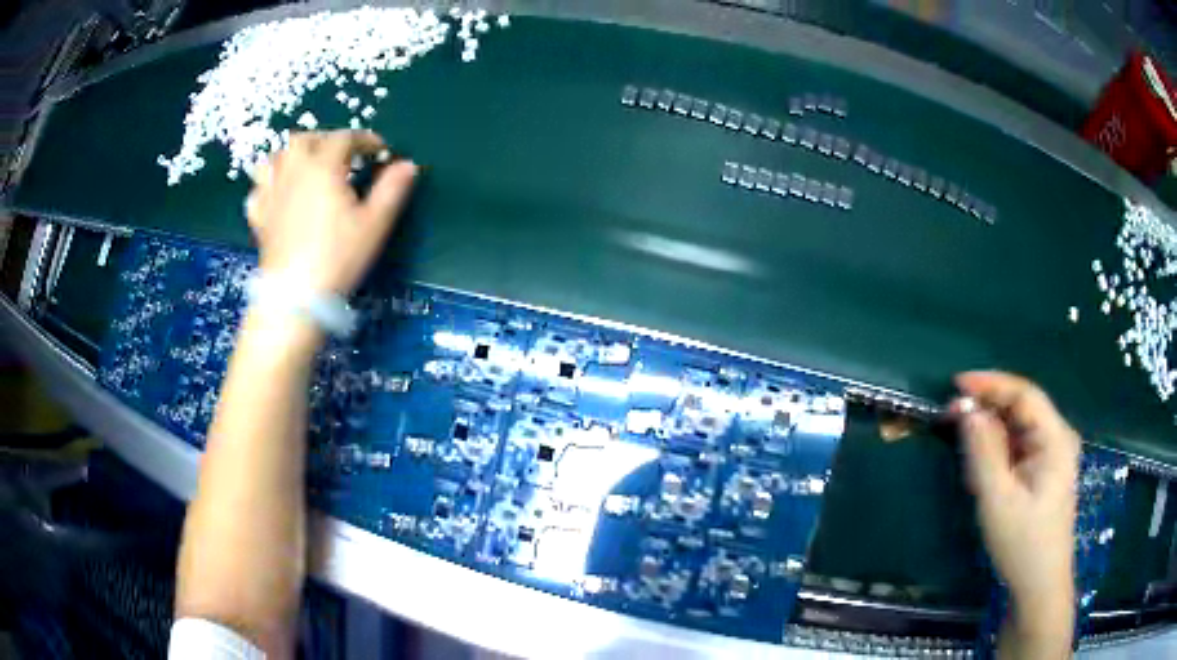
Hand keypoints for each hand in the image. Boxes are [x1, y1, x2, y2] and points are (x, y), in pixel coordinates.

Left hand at [245, 130, 417, 296]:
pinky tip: (278, 195)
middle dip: (325, 139)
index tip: (380, 150)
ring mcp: (271, 194)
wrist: (295, 295)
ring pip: (275, 158)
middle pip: (304, 139)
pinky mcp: (259, 217)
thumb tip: (407, 165)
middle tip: (341, 154)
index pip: (345, 138)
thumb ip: (392, 189)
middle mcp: (294, 172)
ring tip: (305, 167)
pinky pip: (258, 191)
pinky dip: (268, 186)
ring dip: (291, 156)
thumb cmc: (338, 257)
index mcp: (323, 167)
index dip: (365, 140)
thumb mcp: (374, 224)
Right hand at [952, 372, 1078, 640]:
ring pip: (1018, 427)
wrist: (1039, 585)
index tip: (955, 384)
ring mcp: (1053, 454)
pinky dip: (998, 449)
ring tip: (963, 445)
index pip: (1024, 394)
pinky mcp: (1044, 471)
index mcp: (1056, 438)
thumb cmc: (1022, 543)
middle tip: (951, 415)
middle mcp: (1058, 437)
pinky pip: (1019, 446)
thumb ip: (984, 452)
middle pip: (1022, 407)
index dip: (990, 384)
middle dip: (987, 407)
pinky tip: (983, 467)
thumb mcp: (998, 500)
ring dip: (991, 431)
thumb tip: (966, 410)